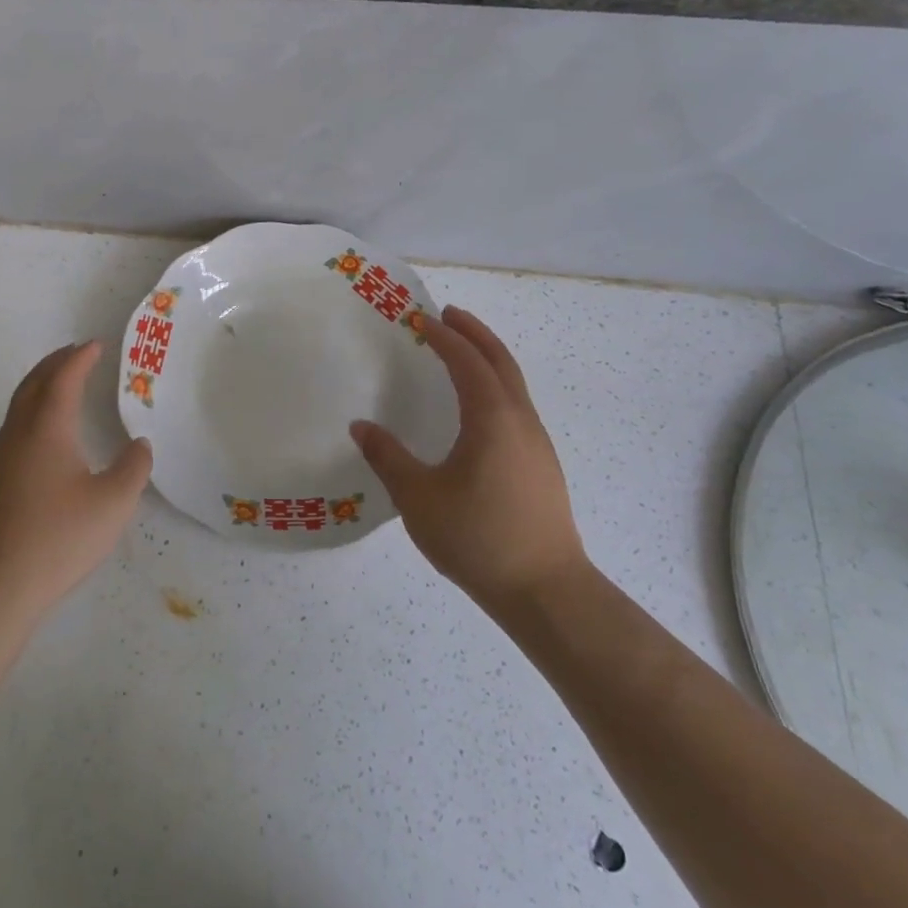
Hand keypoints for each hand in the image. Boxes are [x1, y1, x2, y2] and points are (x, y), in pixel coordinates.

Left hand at [0, 341, 152, 620]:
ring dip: (42, 384)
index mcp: (47, 428)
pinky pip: (15, 424)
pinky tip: (47, 432)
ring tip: (63, 382)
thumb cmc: (58, 538)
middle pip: (35, 382)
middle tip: (79, 353)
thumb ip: (133, 468)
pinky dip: (33, 408)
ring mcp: (1, 456)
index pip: (63, 378)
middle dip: (57, 362)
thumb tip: (139, 445)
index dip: (80, 358)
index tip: (96, 345)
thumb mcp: (113, 504)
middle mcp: (19, 432)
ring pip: (20, 403)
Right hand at [350, 305, 585, 610]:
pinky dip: (495, 386)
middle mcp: (520, 421)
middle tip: (448, 315)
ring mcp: (537, 443)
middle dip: (474, 333)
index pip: (467, 361)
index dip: (444, 337)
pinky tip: (477, 409)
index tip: (421, 320)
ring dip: (488, 359)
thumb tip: (361, 427)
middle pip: (500, 361)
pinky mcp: (541, 465)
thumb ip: (387, 457)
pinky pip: (516, 406)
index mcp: (492, 419)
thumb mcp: (418, 498)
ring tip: (460, 353)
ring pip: (513, 384)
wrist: (546, 591)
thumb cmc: (478, 538)